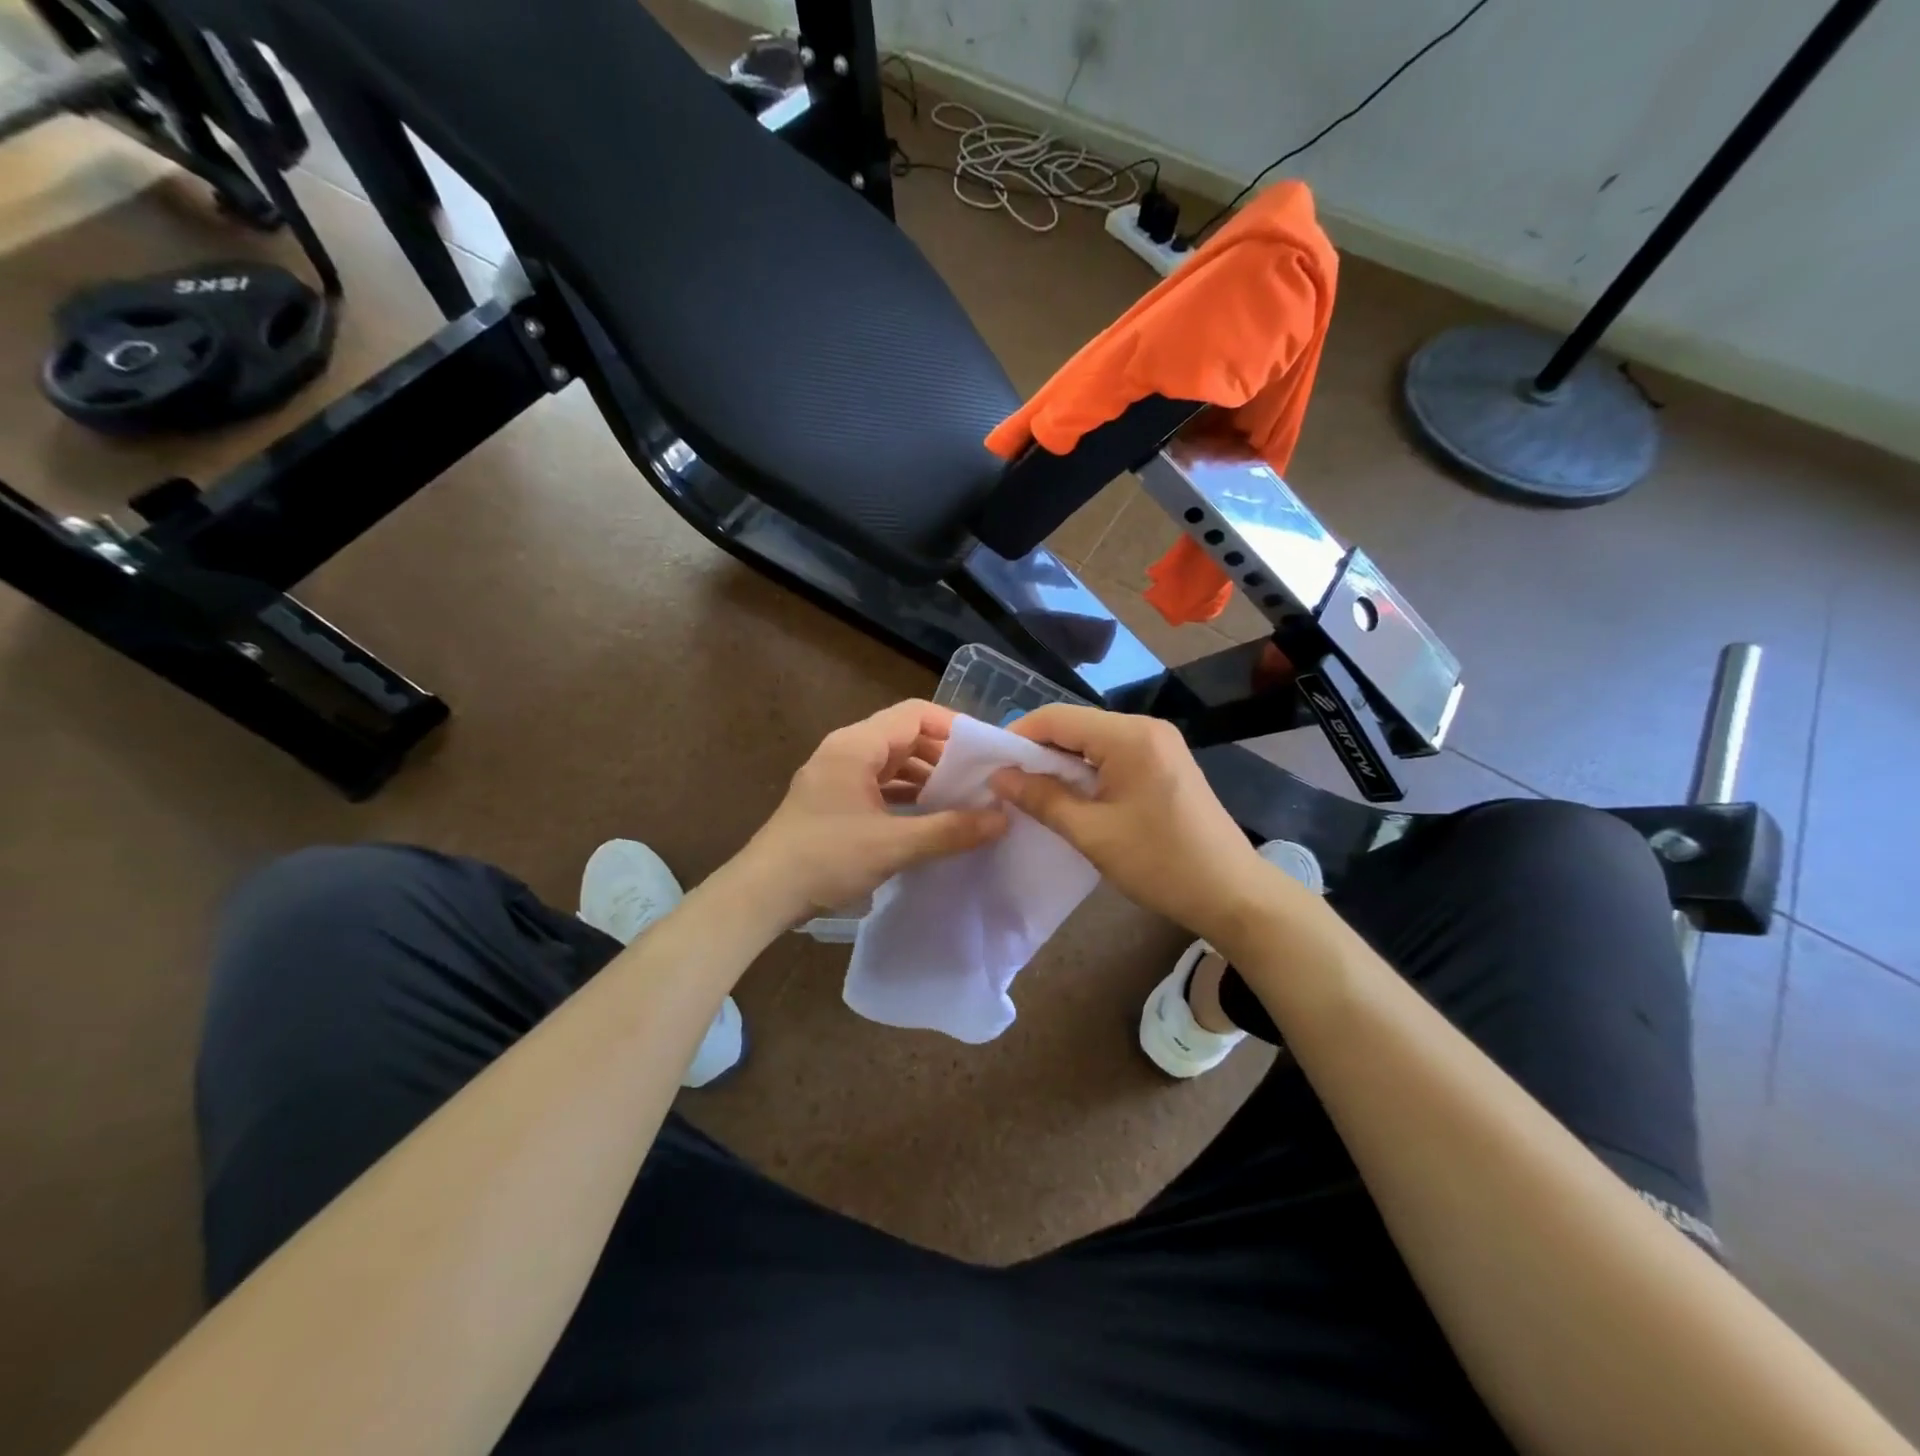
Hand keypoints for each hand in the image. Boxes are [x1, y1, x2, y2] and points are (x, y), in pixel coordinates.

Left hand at [743, 700, 1007, 918]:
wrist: (763, 894)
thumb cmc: (825, 858)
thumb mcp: (893, 845)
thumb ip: (950, 830)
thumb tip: (1003, 818)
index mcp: (856, 745)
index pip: (915, 714)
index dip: (954, 726)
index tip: (986, 751)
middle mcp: (846, 751)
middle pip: (905, 736)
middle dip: (944, 755)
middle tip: (982, 779)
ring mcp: (838, 776)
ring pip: (893, 763)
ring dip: (927, 777)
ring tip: (963, 800)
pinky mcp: (835, 801)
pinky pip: (880, 785)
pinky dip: (907, 795)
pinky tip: (930, 818)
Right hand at [990, 706, 1278, 943]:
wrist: (1232, 893)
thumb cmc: (1159, 862)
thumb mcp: (1091, 833)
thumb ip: (1042, 798)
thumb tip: (999, 777)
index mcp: (1128, 736)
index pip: (1057, 717)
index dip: (1018, 735)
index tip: (990, 765)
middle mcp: (1144, 727)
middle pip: (1075, 725)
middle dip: (1038, 750)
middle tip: (1007, 782)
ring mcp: (1159, 743)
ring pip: (1093, 740)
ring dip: (1061, 762)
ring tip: (1032, 792)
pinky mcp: (1165, 762)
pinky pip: (1113, 754)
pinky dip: (1086, 770)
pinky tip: (1070, 795)